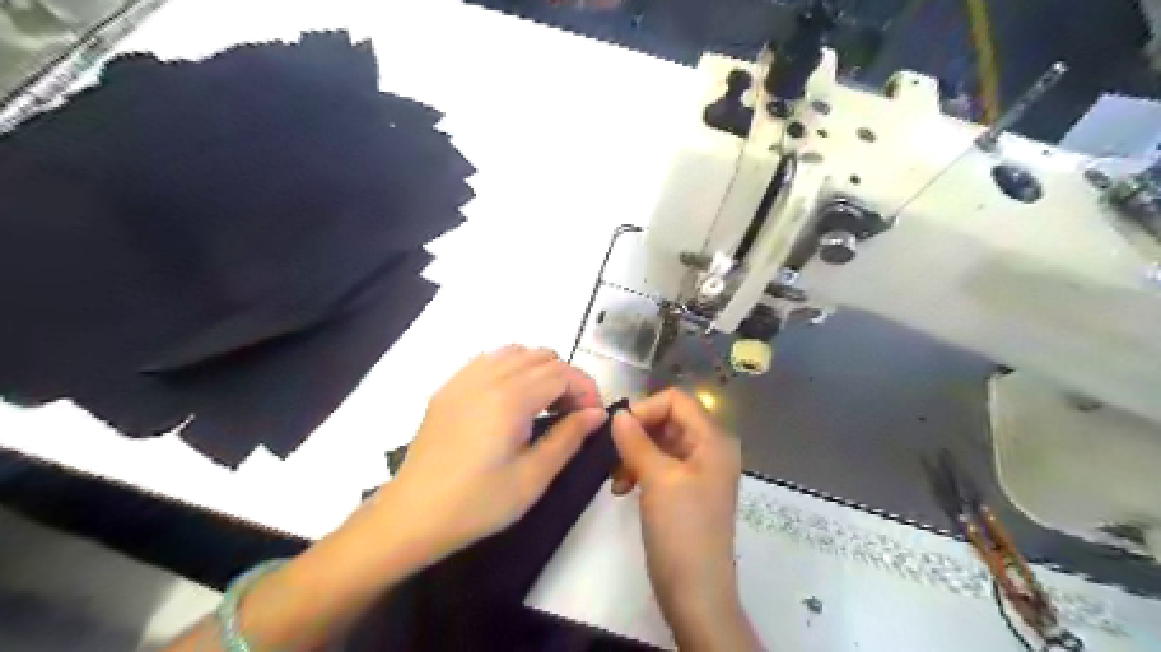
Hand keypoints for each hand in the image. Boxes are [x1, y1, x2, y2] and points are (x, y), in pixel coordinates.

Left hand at [387, 347, 607, 560]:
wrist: (412, 515)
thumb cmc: (477, 503)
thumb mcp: (532, 477)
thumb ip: (569, 438)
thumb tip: (597, 413)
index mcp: (511, 399)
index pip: (562, 373)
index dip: (586, 389)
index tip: (593, 415)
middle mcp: (488, 377)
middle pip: (542, 357)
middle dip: (566, 378)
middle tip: (572, 414)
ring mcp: (464, 379)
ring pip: (515, 352)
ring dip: (539, 370)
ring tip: (544, 404)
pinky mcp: (448, 388)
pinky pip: (488, 359)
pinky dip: (511, 367)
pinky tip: (511, 398)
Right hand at [610, 388, 758, 649]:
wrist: (696, 593)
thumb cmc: (681, 530)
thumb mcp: (657, 479)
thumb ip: (636, 441)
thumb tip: (618, 413)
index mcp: (713, 439)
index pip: (676, 400)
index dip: (645, 409)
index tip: (619, 431)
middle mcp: (710, 449)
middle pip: (668, 420)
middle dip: (637, 434)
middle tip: (613, 456)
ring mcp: (699, 470)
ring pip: (660, 443)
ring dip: (634, 453)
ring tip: (617, 478)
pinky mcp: (686, 490)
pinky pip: (660, 464)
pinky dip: (640, 470)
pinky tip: (623, 488)